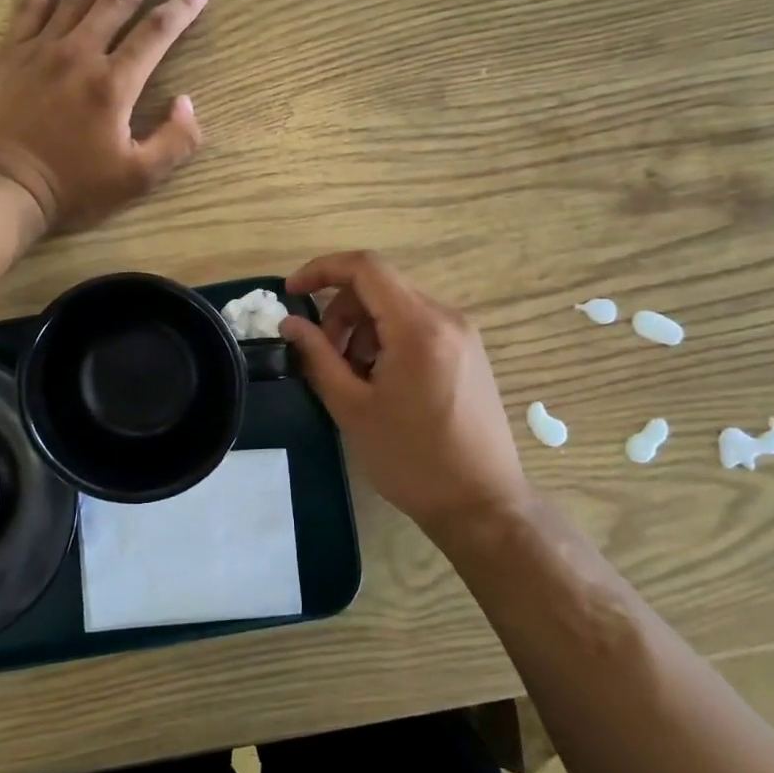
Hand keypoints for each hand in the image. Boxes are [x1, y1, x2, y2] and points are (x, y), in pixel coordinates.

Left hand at [0, 0, 207, 233]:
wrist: (3, 187)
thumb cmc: (73, 187)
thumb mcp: (137, 178)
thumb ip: (174, 142)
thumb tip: (188, 103)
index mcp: (114, 84)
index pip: (157, 33)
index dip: (182, 8)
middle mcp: (80, 53)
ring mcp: (42, 47)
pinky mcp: (11, 51)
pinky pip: (32, 1)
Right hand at [279, 251, 530, 536]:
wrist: (482, 505)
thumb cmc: (412, 459)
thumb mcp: (353, 408)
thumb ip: (318, 357)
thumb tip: (291, 324)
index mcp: (419, 326)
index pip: (365, 267)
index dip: (321, 270)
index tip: (291, 295)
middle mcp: (446, 318)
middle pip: (379, 287)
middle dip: (341, 313)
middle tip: (325, 358)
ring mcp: (463, 334)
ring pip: (397, 307)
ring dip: (363, 329)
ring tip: (354, 378)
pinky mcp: (469, 352)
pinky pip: (418, 326)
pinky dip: (388, 339)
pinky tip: (382, 382)